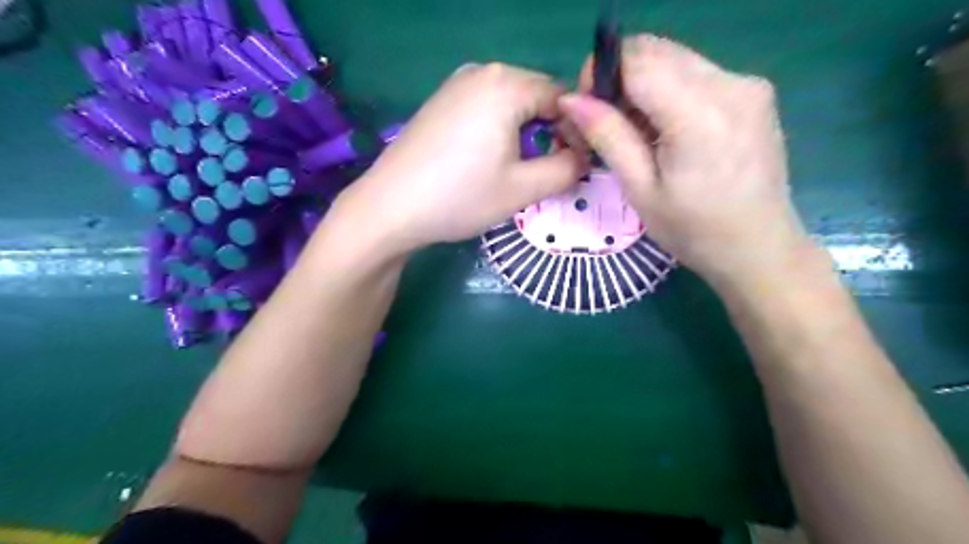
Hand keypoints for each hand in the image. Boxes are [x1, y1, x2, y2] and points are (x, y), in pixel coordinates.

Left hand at [338, 62, 586, 256]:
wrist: (390, 208)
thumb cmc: (461, 197)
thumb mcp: (524, 188)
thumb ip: (567, 169)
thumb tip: (583, 158)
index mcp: (506, 84)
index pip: (562, 98)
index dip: (577, 132)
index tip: (576, 166)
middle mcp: (482, 72)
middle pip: (536, 98)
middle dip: (550, 132)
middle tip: (549, 172)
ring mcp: (456, 85)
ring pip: (511, 104)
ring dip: (525, 134)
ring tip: (518, 170)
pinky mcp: (440, 103)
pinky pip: (485, 109)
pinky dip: (499, 131)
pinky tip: (488, 161)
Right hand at [557, 33, 810, 286]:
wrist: (758, 247)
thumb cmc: (693, 230)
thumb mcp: (640, 189)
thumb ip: (608, 136)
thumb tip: (571, 99)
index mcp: (698, 114)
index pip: (636, 60)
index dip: (600, 73)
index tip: (587, 108)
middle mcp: (730, 84)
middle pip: (656, 50)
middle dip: (620, 77)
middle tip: (609, 122)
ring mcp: (748, 83)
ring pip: (676, 57)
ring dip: (644, 83)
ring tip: (638, 132)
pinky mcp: (754, 91)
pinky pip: (697, 72)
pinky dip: (670, 89)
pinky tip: (667, 129)